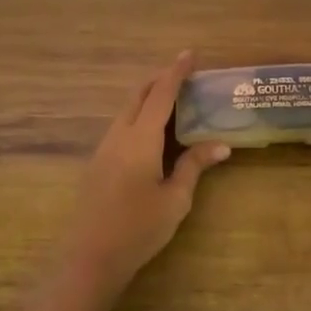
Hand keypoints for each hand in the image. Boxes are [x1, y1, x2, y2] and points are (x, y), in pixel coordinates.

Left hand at [60, 51, 230, 294]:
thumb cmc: (138, 228)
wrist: (89, 257)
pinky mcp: (97, 165)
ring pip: (126, 112)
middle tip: (183, 78)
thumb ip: (194, 166)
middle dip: (159, 82)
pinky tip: (152, 137)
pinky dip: (138, 119)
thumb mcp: (175, 199)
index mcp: (140, 139)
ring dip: (147, 101)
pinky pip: (120, 129)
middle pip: (138, 97)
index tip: (189, 53)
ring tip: (172, 106)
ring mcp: (103, 150)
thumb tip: (221, 145)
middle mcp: (118, 136)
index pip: (161, 95)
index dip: (175, 72)